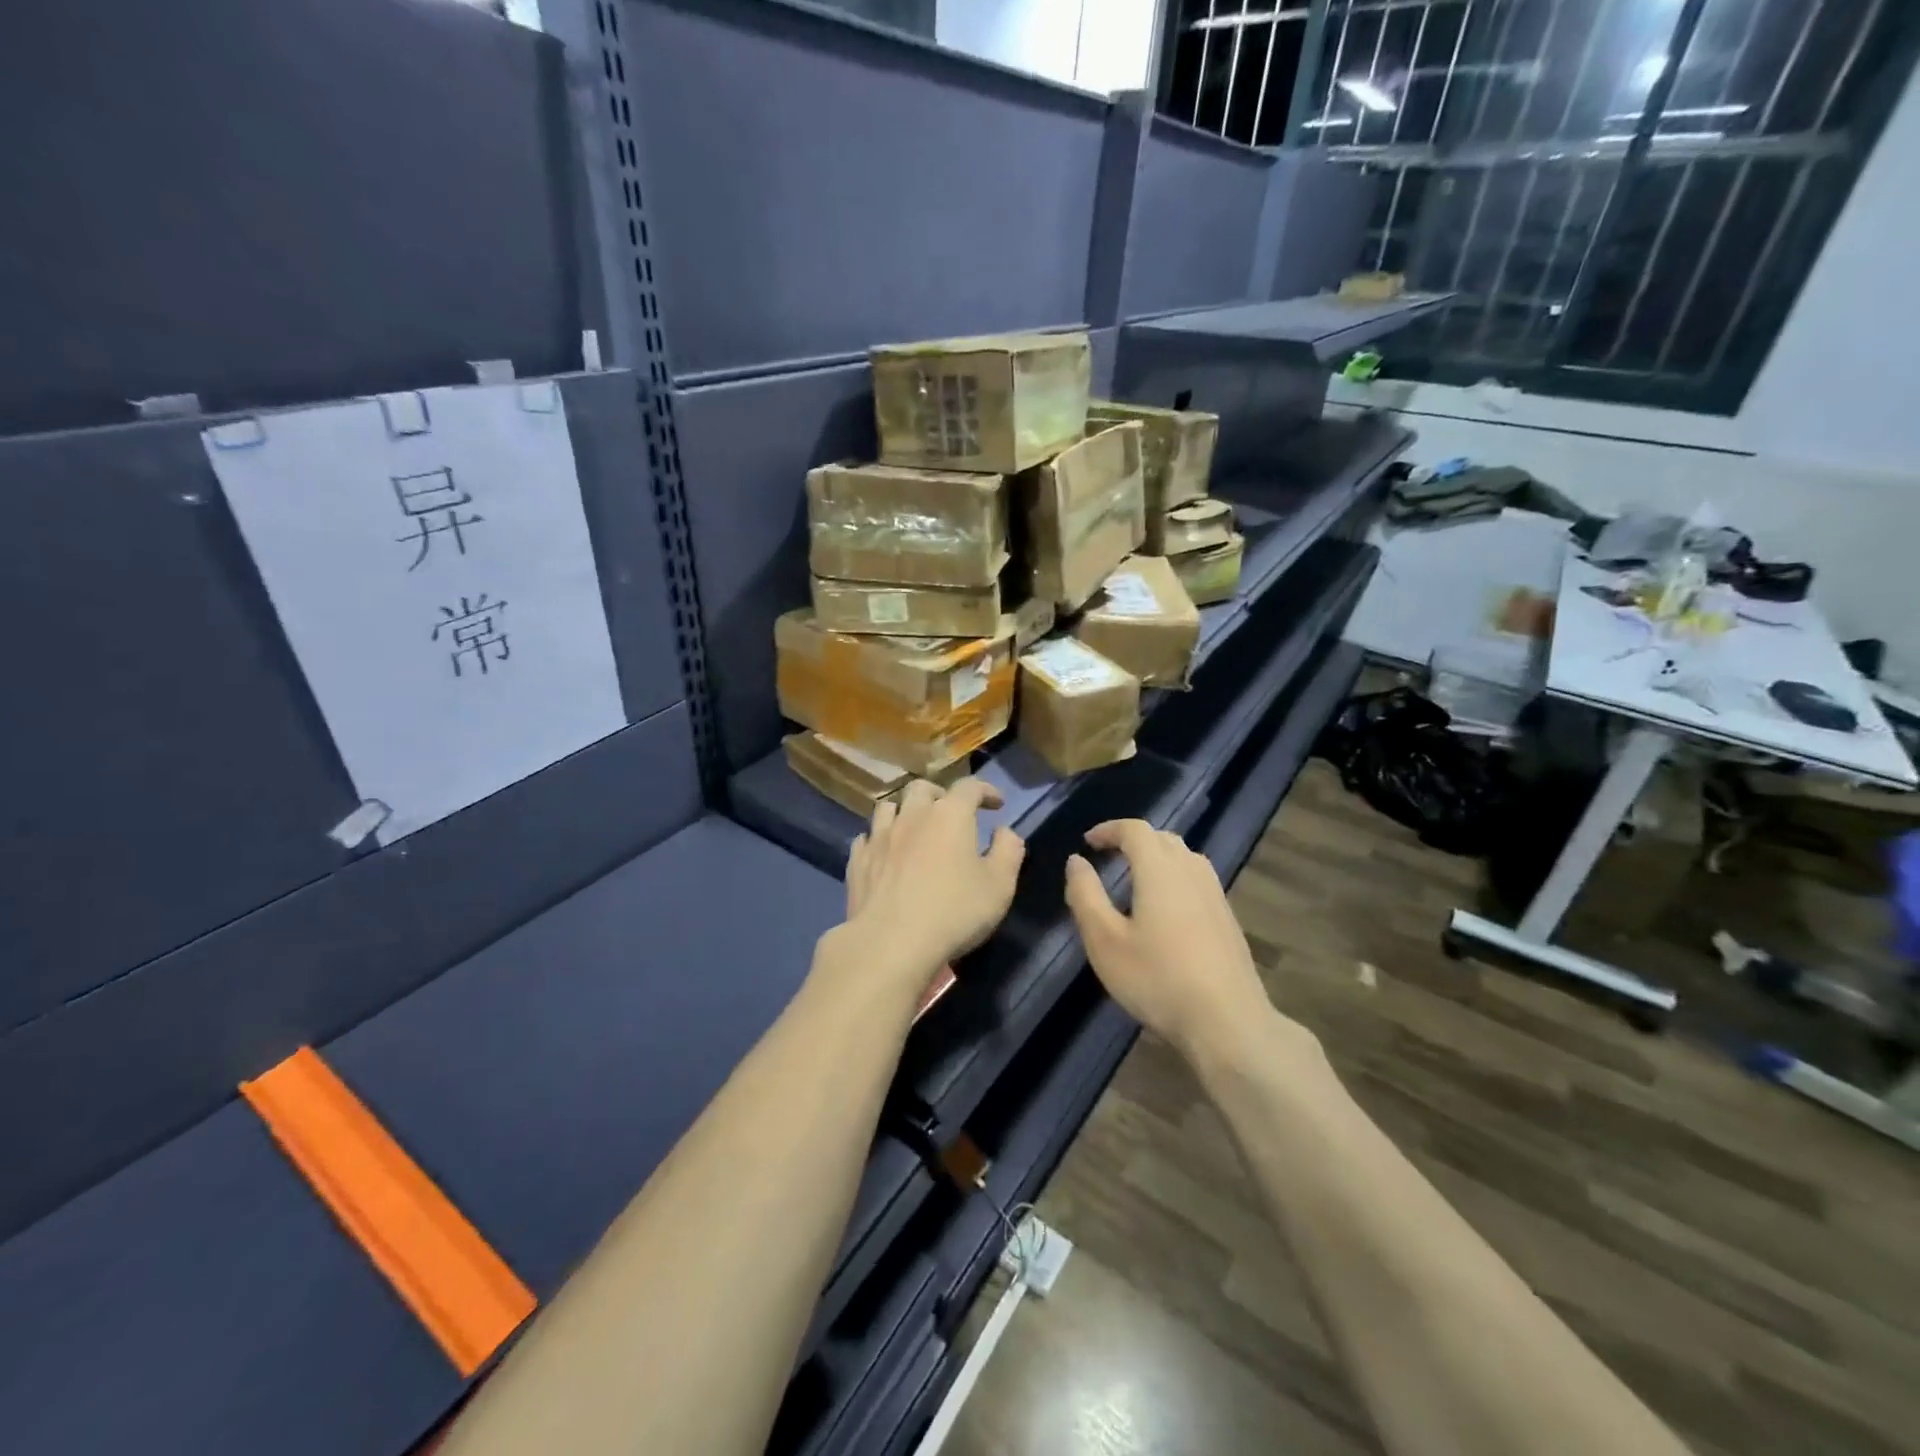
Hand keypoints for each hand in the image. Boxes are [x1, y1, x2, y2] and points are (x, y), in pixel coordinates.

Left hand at [841, 778, 1025, 995]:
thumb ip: (1008, 852)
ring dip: (905, 811)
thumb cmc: (954, 912)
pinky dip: (879, 839)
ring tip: (914, 828)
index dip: (986, 790)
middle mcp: (912, 816)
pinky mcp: (857, 861)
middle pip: (923, 789)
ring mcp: (879, 837)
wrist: (890, 943)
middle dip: (940, 794)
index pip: (969, 787)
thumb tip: (1004, 832)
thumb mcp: (999, 886)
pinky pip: (866, 838)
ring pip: (889, 808)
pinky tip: (885, 853)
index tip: (996, 803)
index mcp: (949, 815)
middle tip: (951, 813)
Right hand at [1064, 820, 1278, 1062]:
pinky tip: (1165, 910)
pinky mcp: (1228, 919)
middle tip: (1108, 857)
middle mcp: (1192, 872)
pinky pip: (1197, 880)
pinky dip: (1175, 878)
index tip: (1088, 842)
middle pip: (1163, 839)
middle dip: (1133, 840)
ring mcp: (1215, 895)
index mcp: (1160, 870)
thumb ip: (1086, 895)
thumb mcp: (1105, 941)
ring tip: (1135, 879)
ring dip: (1157, 857)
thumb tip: (1076, 861)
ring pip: (1185, 858)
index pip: (1135, 830)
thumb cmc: (1157, 979)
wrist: (1227, 1023)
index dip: (1109, 829)